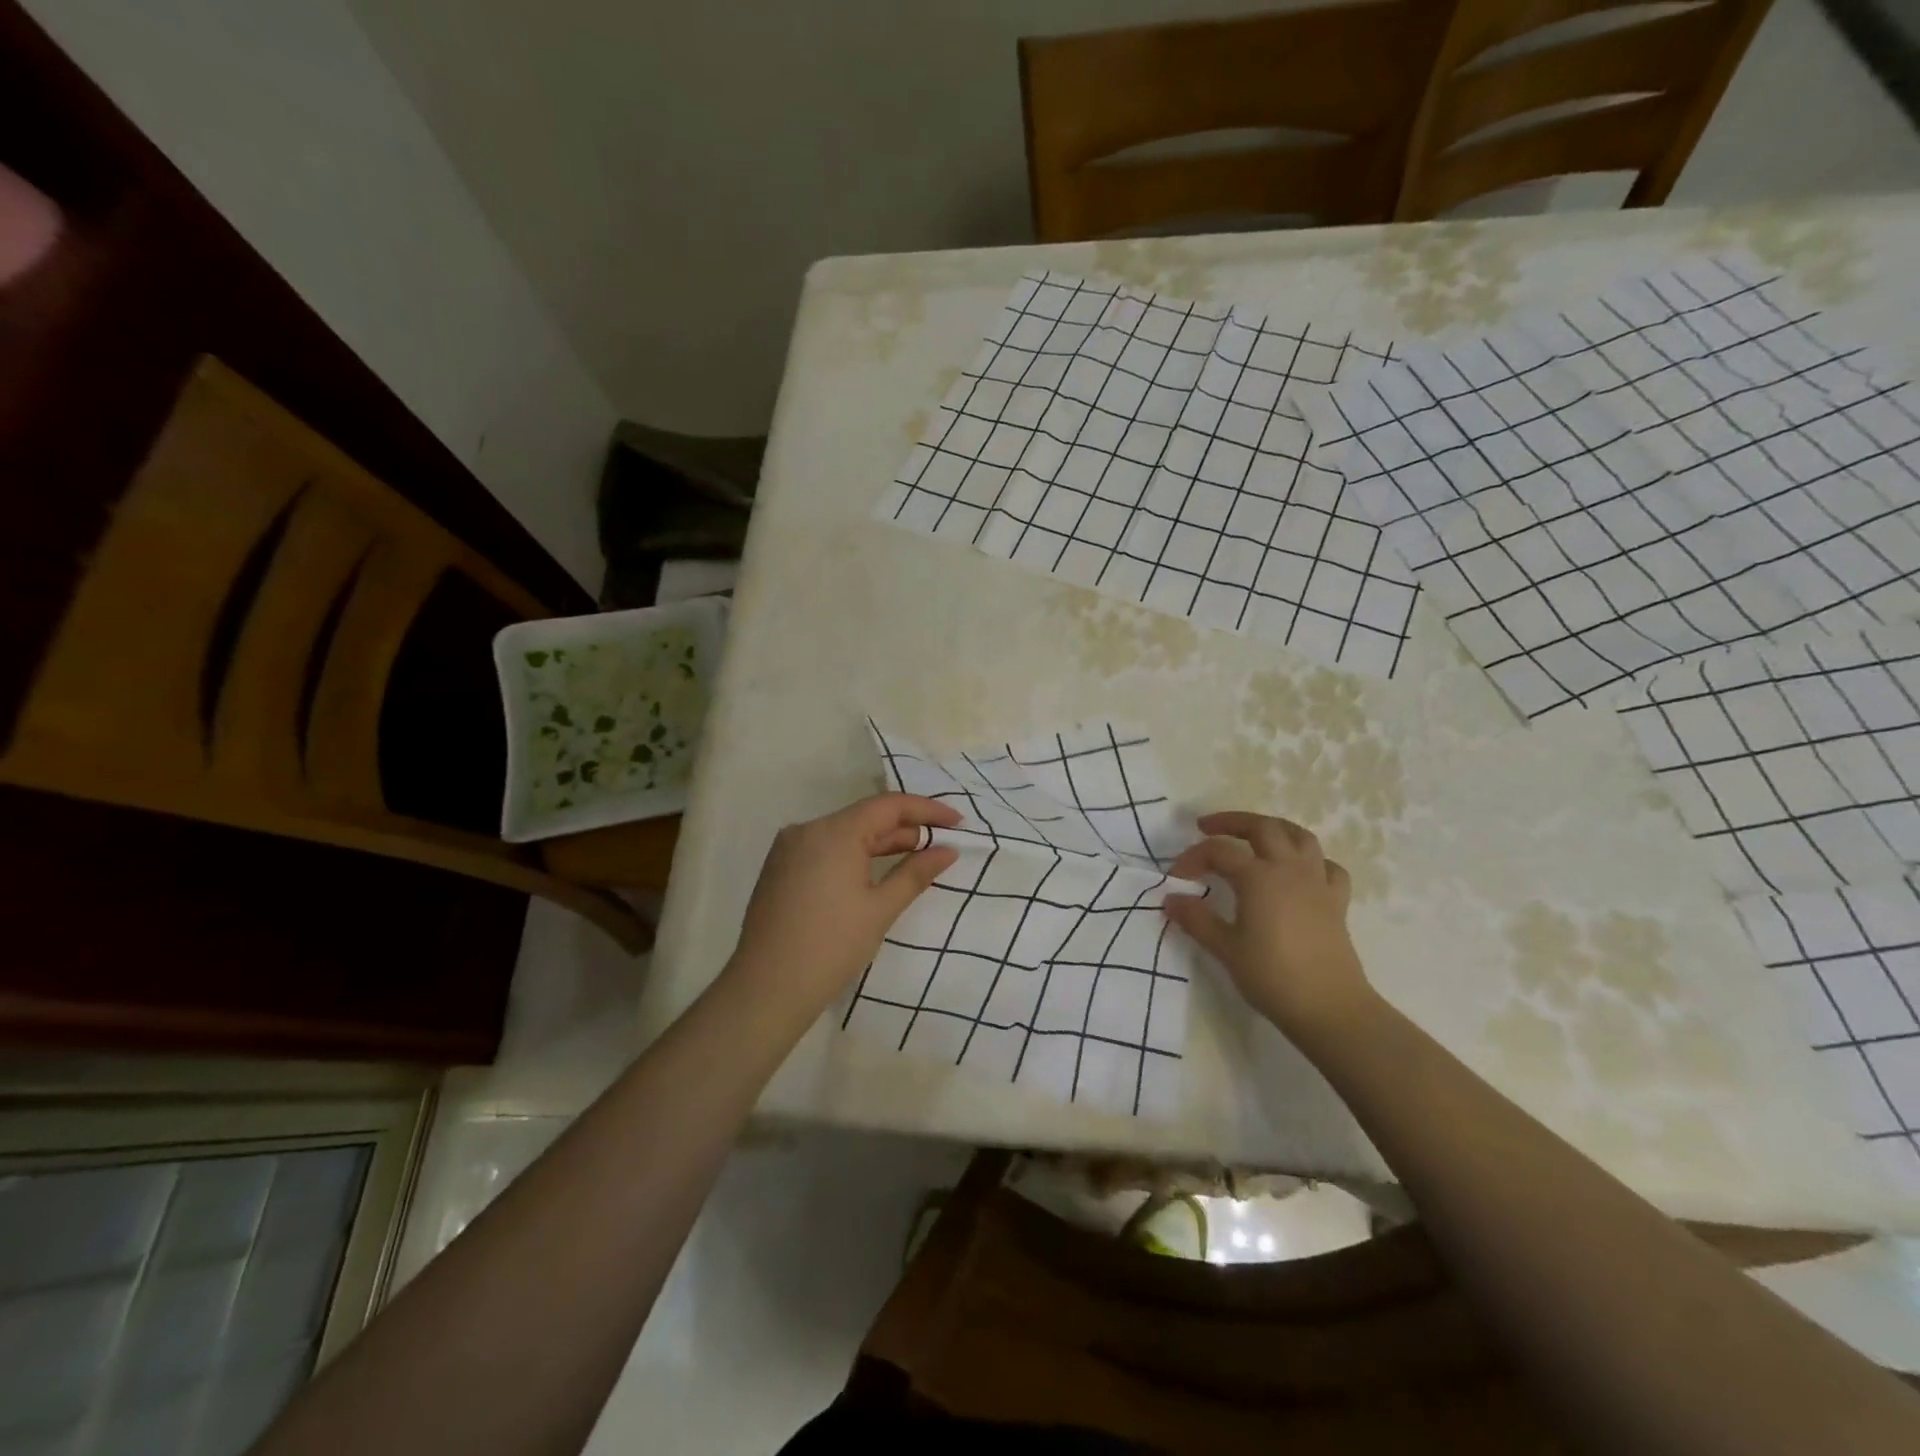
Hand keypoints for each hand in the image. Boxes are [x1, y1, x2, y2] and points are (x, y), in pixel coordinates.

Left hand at [724, 792, 960, 1021]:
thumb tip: (947, 850)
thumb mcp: (881, 909)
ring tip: (914, 857)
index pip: (888, 805)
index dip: (927, 810)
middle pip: (865, 817)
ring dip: (880, 842)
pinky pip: (825, 848)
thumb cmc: (832, 947)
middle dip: (905, 828)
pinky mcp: (780, 868)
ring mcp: (789, 848)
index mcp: (834, 832)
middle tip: (941, 844)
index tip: (958, 822)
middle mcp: (807, 829)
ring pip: (844, 833)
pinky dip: (853, 854)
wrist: (767, 988)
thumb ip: (916, 873)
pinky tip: (873, 871)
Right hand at [1162, 812, 1373, 1043]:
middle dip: (1232, 822)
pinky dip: (1311, 860)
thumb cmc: (1272, 976)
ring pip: (1299, 836)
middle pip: (1262, 827)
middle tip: (1207, 828)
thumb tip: (1171, 899)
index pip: (1219, 851)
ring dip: (1273, 829)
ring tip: (1254, 836)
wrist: (1329, 1007)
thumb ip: (1196, 919)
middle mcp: (1289, 869)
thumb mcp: (1225, 949)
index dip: (1193, 857)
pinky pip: (1327, 866)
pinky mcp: (1336, 901)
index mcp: (1258, 877)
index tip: (1176, 877)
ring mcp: (1317, 882)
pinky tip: (1299, 871)